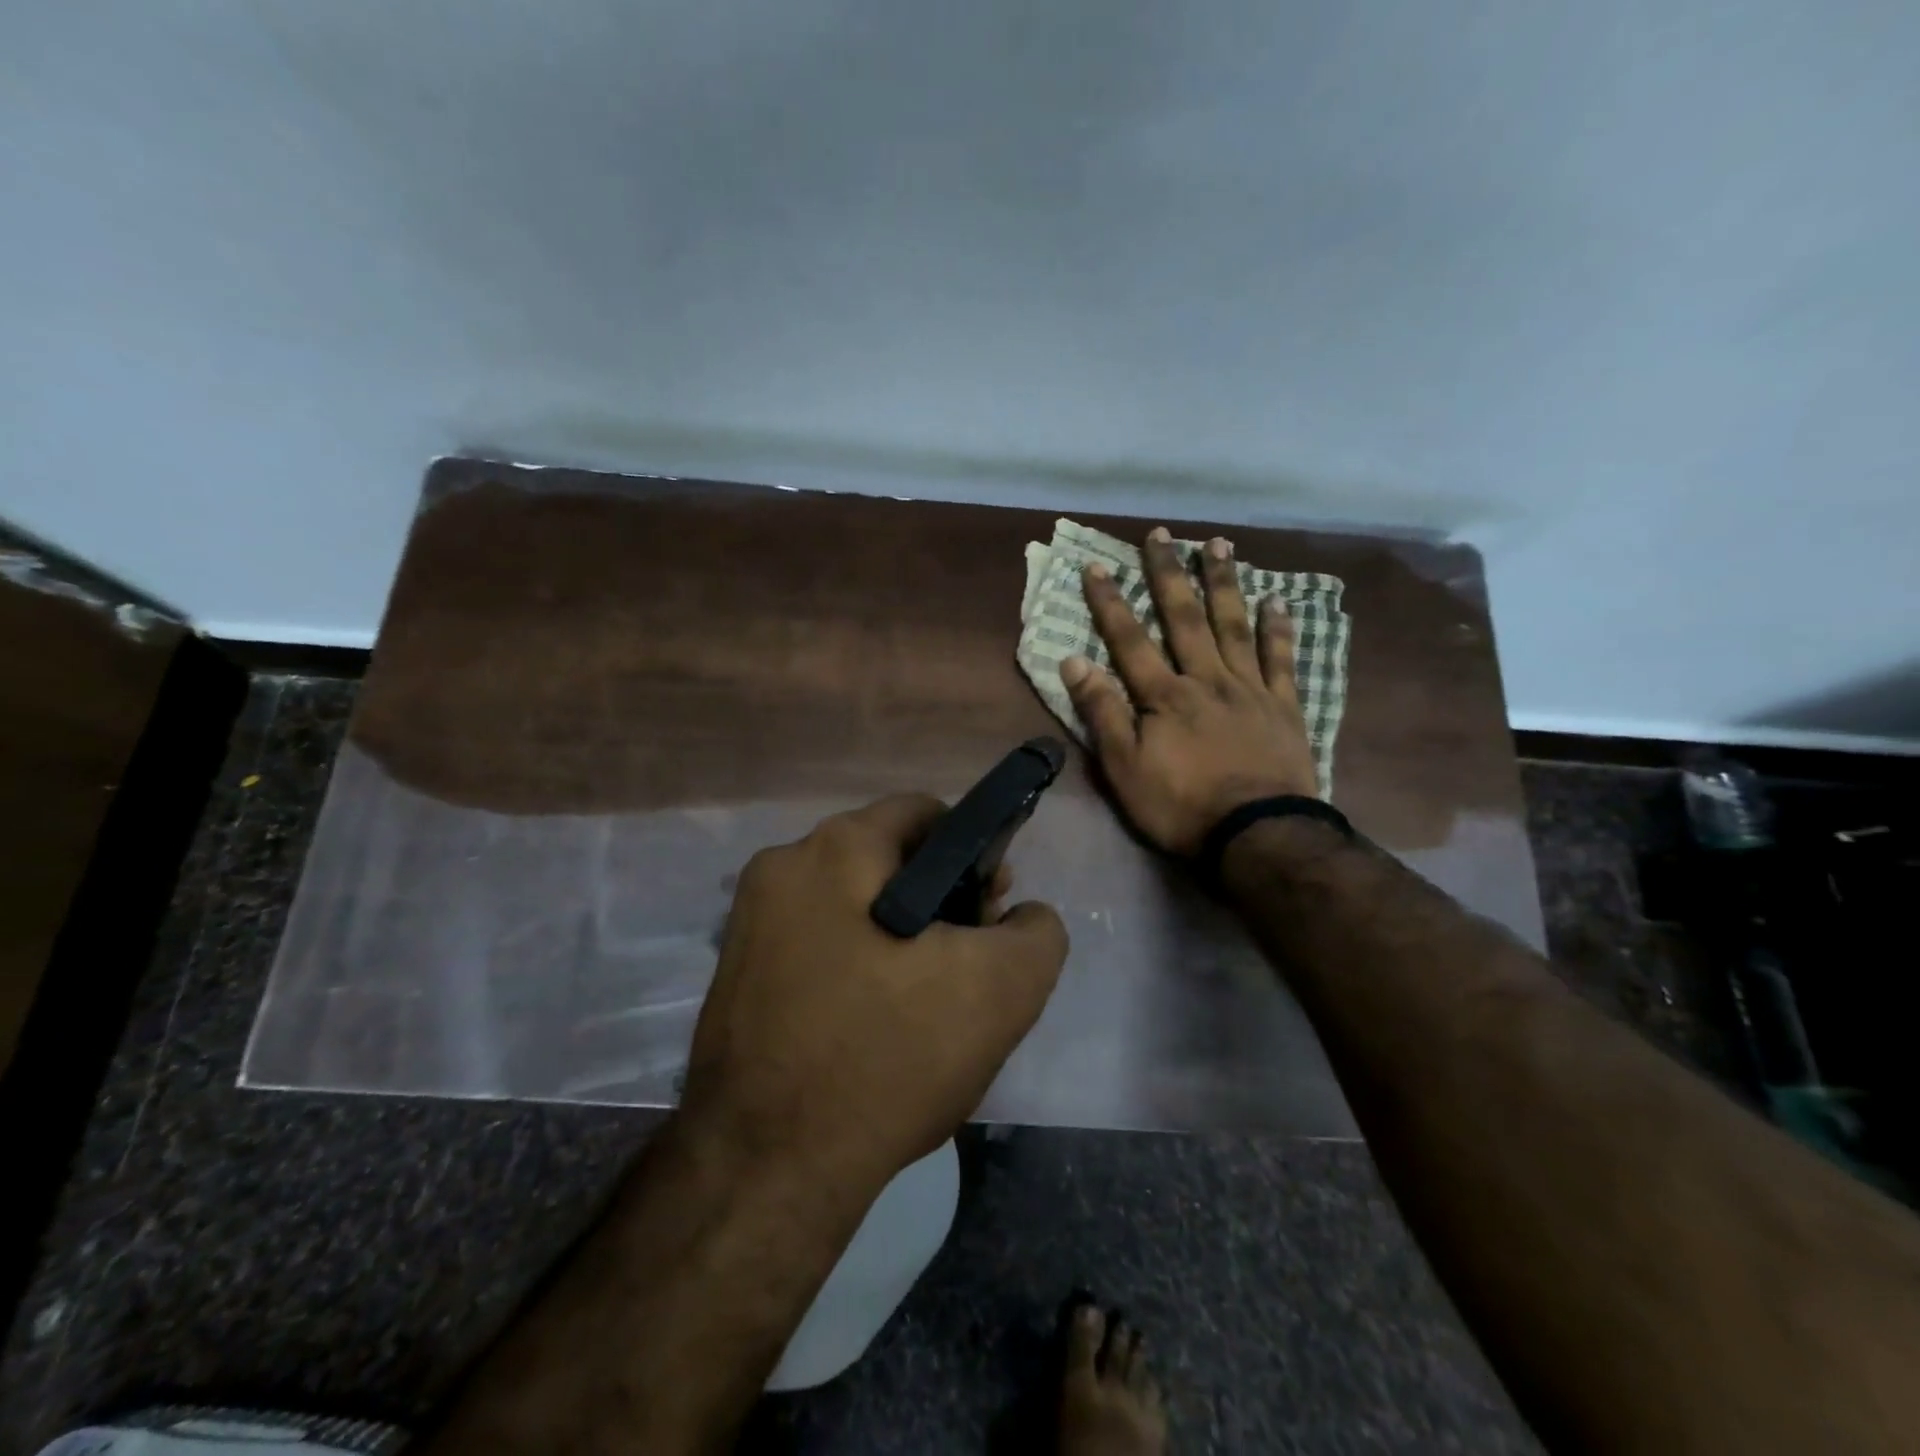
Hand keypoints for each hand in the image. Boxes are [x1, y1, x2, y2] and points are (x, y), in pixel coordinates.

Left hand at [681, 795, 1068, 1197]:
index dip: (974, 853)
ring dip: (899, 936)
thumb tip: (1021, 917)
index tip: (990, 910)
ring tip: (927, 1002)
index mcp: (835, 849)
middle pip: (887, 858)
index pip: (925, 815)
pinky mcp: (737, 975)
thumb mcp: (1001, 991)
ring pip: (853, 905)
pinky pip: (818, 945)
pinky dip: (856, 965)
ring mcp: (750, 923)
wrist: (767, 1170)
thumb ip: (1036, 933)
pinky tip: (876, 1022)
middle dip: (938, 898)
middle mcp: (783, 869)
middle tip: (966, 962)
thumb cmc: (887, 1058)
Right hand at [1060, 527, 1319, 855]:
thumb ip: (1101, 712)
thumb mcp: (1123, 767)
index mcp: (1164, 695)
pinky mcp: (1283, 706)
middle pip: (1184, 618)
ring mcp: (1249, 689)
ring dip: (1223, 583)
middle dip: (1169, 574)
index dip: (1111, 602)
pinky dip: (1278, 628)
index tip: (1097, 566)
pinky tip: (1276, 601)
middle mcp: (1206, 679)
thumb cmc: (1181, 805)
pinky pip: (1281, 659)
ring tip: (1218, 544)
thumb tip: (1073, 661)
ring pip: (1234, 625)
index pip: (1130, 640)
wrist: (1258, 834)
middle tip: (1161, 534)